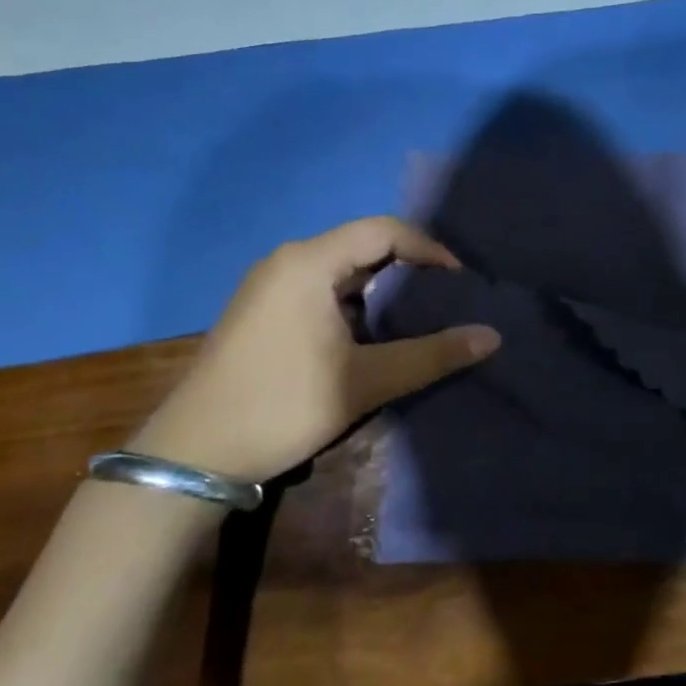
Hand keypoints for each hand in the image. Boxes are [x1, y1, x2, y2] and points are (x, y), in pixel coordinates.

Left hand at [133, 217, 500, 483]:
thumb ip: (431, 355)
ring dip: (381, 289)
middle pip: (362, 246)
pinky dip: (354, 304)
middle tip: (446, 300)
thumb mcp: (365, 381)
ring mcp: (268, 286)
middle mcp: (287, 261)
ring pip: (341, 270)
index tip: (461, 282)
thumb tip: (492, 337)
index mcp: (309, 262)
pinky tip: (371, 336)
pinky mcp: (261, 311)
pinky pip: (320, 290)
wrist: (193, 455)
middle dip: (409, 269)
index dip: (429, 249)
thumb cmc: (282, 406)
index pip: (384, 230)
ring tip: (417, 318)